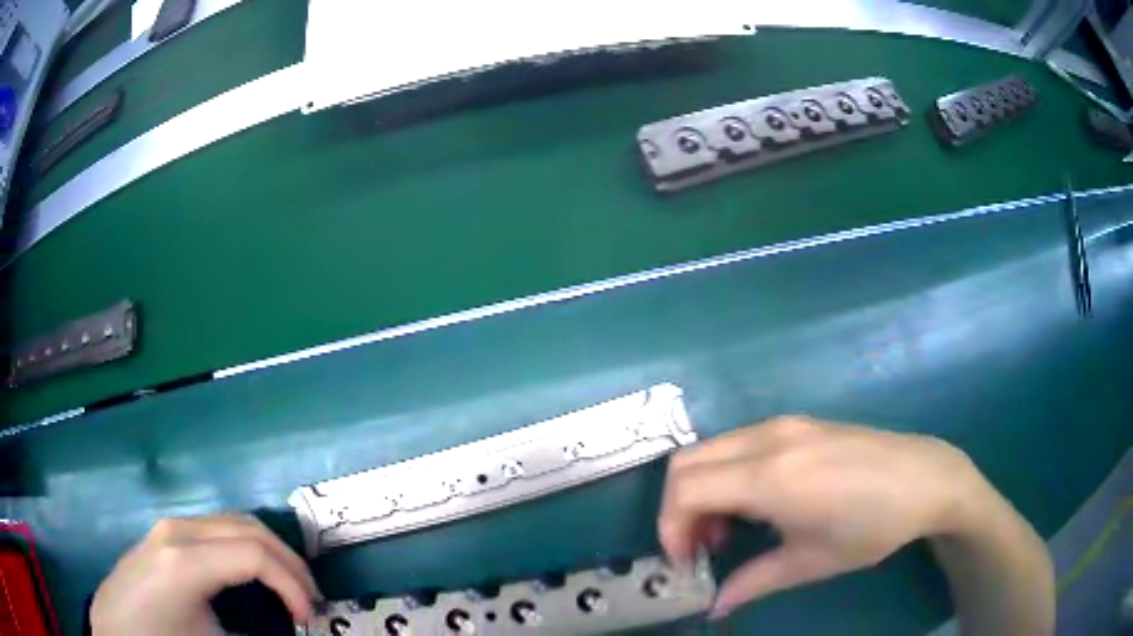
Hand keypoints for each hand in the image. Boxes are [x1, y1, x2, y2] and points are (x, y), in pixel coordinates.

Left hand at [91, 515, 320, 634]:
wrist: (116, 630)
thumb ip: (253, 635)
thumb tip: (289, 634)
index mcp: (185, 560)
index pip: (254, 554)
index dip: (293, 585)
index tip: (308, 619)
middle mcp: (178, 530)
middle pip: (248, 527)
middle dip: (289, 562)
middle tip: (309, 600)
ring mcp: (169, 526)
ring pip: (233, 522)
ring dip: (268, 552)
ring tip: (288, 587)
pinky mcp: (165, 534)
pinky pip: (216, 530)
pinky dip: (245, 548)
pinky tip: (251, 577)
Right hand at [658, 416, 984, 617]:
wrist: (924, 478)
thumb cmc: (872, 525)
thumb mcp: (811, 562)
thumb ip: (753, 582)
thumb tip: (714, 606)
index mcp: (770, 476)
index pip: (685, 490)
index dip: (671, 529)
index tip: (687, 562)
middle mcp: (768, 440)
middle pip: (686, 462)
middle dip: (678, 509)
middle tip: (703, 546)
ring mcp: (783, 425)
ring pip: (710, 449)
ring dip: (702, 490)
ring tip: (729, 528)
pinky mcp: (797, 423)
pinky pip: (738, 443)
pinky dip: (725, 474)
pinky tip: (757, 502)